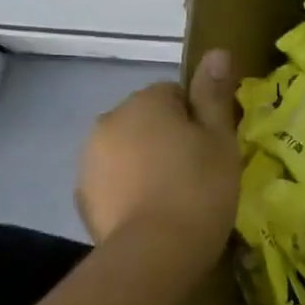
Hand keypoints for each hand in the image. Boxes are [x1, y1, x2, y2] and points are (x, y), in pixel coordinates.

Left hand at [77, 50, 241, 259]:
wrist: (156, 252)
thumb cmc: (199, 188)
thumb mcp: (220, 139)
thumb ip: (214, 95)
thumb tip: (217, 51)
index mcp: (145, 102)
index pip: (175, 93)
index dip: (198, 118)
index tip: (213, 147)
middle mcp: (109, 121)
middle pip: (147, 120)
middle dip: (168, 138)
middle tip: (199, 172)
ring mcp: (90, 160)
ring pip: (128, 150)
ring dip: (146, 163)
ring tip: (176, 197)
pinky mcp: (84, 196)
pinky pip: (114, 182)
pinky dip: (130, 190)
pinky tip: (153, 214)